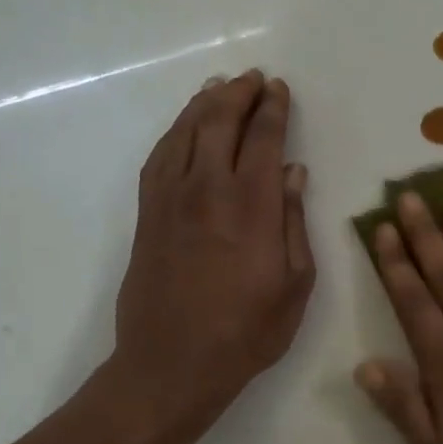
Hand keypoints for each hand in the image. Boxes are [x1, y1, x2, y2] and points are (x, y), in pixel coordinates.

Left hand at [100, 70, 315, 443]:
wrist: (171, 365)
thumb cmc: (247, 331)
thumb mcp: (295, 284)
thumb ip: (295, 222)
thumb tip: (294, 172)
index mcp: (253, 206)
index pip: (264, 139)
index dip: (273, 109)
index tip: (279, 89)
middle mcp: (208, 190)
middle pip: (220, 123)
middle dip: (239, 94)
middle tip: (254, 79)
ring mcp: (170, 199)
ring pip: (185, 133)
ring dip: (204, 104)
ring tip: (220, 87)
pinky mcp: (147, 214)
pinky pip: (159, 157)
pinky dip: (174, 132)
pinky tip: (185, 127)